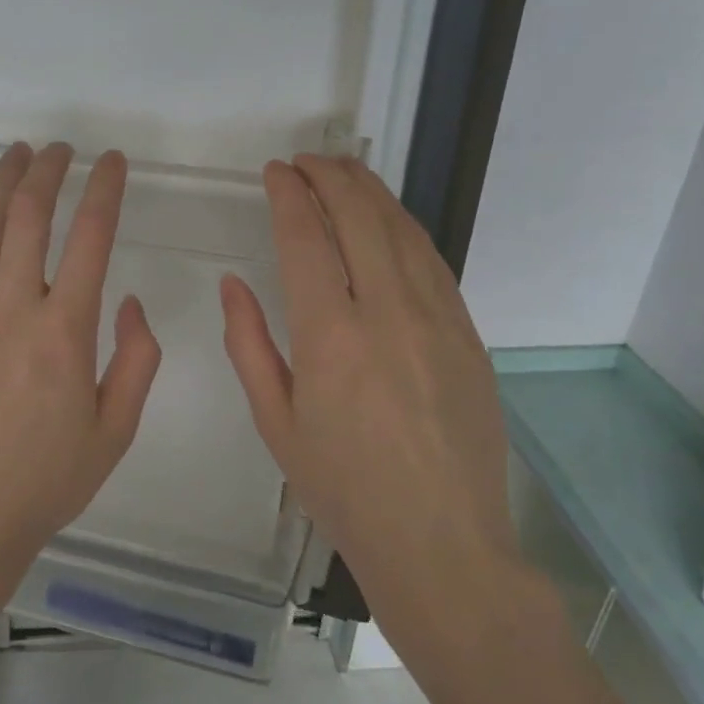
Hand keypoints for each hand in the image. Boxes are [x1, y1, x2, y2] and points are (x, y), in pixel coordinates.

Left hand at [0, 142, 162, 589]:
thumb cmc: (45, 480)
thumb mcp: (115, 430)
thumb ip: (136, 360)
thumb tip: (128, 301)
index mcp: (65, 332)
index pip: (91, 238)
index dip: (105, 190)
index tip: (113, 162)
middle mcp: (13, 308)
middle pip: (29, 217)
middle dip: (49, 172)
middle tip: (62, 149)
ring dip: (1, 184)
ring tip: (18, 154)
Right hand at [219, 156, 515, 615]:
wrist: (442, 542)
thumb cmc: (343, 489)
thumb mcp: (275, 422)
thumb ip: (248, 343)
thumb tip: (234, 283)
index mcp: (331, 337)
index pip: (306, 239)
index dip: (289, 196)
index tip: (275, 172)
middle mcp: (388, 313)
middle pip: (360, 218)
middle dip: (329, 177)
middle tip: (305, 161)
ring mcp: (438, 319)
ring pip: (402, 230)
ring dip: (370, 192)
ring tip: (343, 171)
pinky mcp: (469, 333)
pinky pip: (432, 261)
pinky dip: (404, 226)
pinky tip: (387, 220)